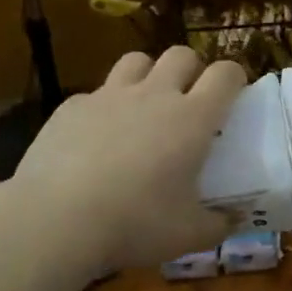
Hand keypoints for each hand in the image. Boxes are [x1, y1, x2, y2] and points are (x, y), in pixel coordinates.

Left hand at [7, 46, 246, 271]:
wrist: (56, 219)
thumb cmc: (135, 223)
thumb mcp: (188, 235)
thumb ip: (218, 224)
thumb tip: (235, 219)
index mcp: (192, 119)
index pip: (225, 74)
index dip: (234, 77)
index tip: (234, 93)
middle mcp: (154, 95)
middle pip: (181, 54)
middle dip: (191, 69)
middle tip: (189, 99)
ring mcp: (109, 95)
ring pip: (136, 60)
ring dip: (147, 75)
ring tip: (143, 104)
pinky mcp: (72, 106)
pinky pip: (95, 93)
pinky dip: (103, 107)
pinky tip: (95, 138)